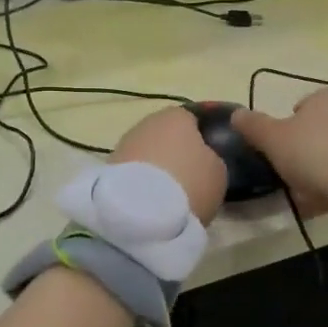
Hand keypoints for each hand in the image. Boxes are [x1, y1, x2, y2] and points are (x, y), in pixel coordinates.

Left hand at [109, 106, 228, 224]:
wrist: (140, 212)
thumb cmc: (189, 182)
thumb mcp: (218, 171)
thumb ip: (213, 158)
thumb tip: (205, 158)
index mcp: (177, 114)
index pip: (194, 118)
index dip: (203, 138)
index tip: (210, 158)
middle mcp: (147, 122)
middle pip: (167, 134)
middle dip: (176, 152)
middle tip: (190, 177)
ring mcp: (124, 143)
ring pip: (148, 152)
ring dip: (157, 166)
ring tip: (170, 193)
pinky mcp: (108, 167)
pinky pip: (134, 170)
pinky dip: (142, 180)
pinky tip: (150, 200)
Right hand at [232, 90, 327, 216]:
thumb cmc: (312, 151)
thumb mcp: (273, 138)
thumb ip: (253, 126)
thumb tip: (236, 114)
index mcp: (322, 97)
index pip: (299, 107)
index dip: (286, 128)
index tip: (278, 150)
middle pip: (317, 131)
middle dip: (303, 150)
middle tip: (289, 173)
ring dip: (319, 169)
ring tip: (305, 193)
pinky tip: (324, 200)